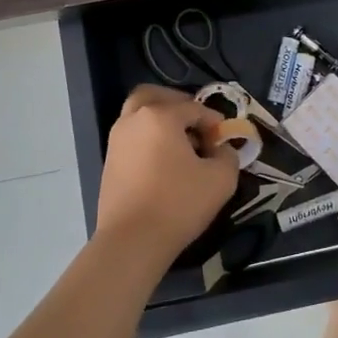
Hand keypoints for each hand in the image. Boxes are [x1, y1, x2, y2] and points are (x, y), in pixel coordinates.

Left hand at [96, 85, 240, 265]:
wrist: (132, 241)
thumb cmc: (179, 203)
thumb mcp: (221, 179)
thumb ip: (227, 156)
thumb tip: (221, 150)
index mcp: (160, 116)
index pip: (194, 107)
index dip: (213, 121)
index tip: (223, 140)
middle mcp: (133, 120)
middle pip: (152, 96)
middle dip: (176, 103)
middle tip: (194, 122)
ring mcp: (116, 141)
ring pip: (138, 116)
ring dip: (160, 121)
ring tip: (181, 146)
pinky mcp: (109, 163)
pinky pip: (132, 138)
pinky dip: (148, 139)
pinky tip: (165, 164)